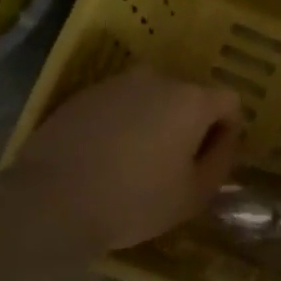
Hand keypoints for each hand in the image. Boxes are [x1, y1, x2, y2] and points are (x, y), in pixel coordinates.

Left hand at [10, 68, 242, 252]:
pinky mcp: (83, 95)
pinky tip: (105, 158)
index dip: (227, 131)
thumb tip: (225, 140)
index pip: (229, 102)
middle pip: (188, 97)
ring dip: (153, 123)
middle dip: (188, 125)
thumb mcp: (194, 194)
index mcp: (190, 100)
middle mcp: (157, 79)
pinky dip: (121, 125)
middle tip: (174, 165)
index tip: (211, 161)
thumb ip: (221, 161)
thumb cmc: (134, 201)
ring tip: (136, 163)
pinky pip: (118, 106)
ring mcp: (116, 84)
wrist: (51, 201)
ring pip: (151, 100)